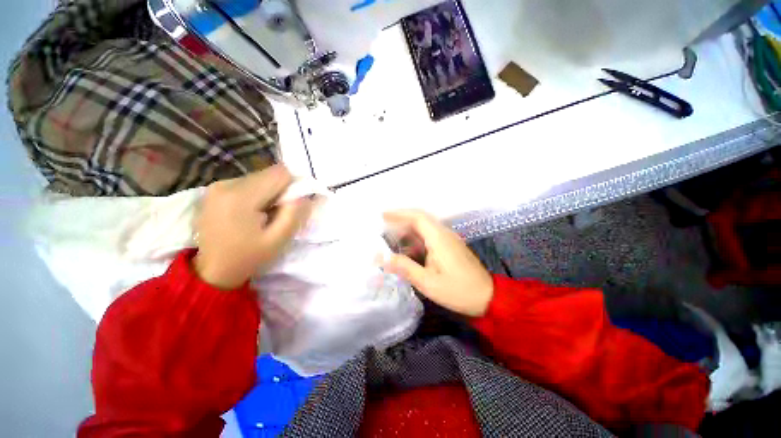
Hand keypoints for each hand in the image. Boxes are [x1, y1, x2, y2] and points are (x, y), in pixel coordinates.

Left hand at [193, 165, 312, 289]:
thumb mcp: (278, 240)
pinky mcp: (214, 190)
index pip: (280, 173)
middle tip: (278, 214)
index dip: (294, 186)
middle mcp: (226, 184)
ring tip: (264, 216)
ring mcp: (217, 186)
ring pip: (259, 178)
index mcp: (240, 197)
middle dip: (281, 191)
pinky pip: (247, 183)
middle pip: (269, 174)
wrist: (212, 271)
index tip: (292, 205)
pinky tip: (251, 214)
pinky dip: (257, 195)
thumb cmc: (248, 257)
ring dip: (269, 193)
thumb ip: (295, 214)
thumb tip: (305, 194)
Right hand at [383, 210, 493, 316]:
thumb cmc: (458, 290)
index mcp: (439, 238)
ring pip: (425, 228)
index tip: (383, 216)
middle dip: (401, 220)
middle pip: (420, 219)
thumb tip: (382, 258)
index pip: (417, 217)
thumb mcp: (428, 282)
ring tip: (390, 237)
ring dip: (408, 230)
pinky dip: (416, 239)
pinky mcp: (450, 247)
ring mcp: (448, 240)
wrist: (487, 297)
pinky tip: (407, 249)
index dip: (399, 214)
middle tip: (383, 225)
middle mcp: (444, 234)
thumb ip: (405, 267)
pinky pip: (430, 237)